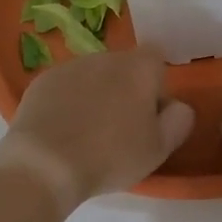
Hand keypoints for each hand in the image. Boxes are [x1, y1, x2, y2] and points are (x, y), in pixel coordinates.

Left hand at [0, 48, 195, 209]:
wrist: (45, 164)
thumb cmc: (110, 156)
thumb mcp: (159, 148)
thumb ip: (178, 120)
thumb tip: (177, 105)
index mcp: (139, 68)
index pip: (157, 58)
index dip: (156, 84)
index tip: (149, 115)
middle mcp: (106, 57)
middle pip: (124, 67)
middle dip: (125, 90)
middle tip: (120, 129)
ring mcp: (71, 66)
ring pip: (93, 76)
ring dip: (96, 95)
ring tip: (87, 133)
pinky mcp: (43, 80)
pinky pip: (65, 86)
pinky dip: (68, 101)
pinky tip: (62, 131)